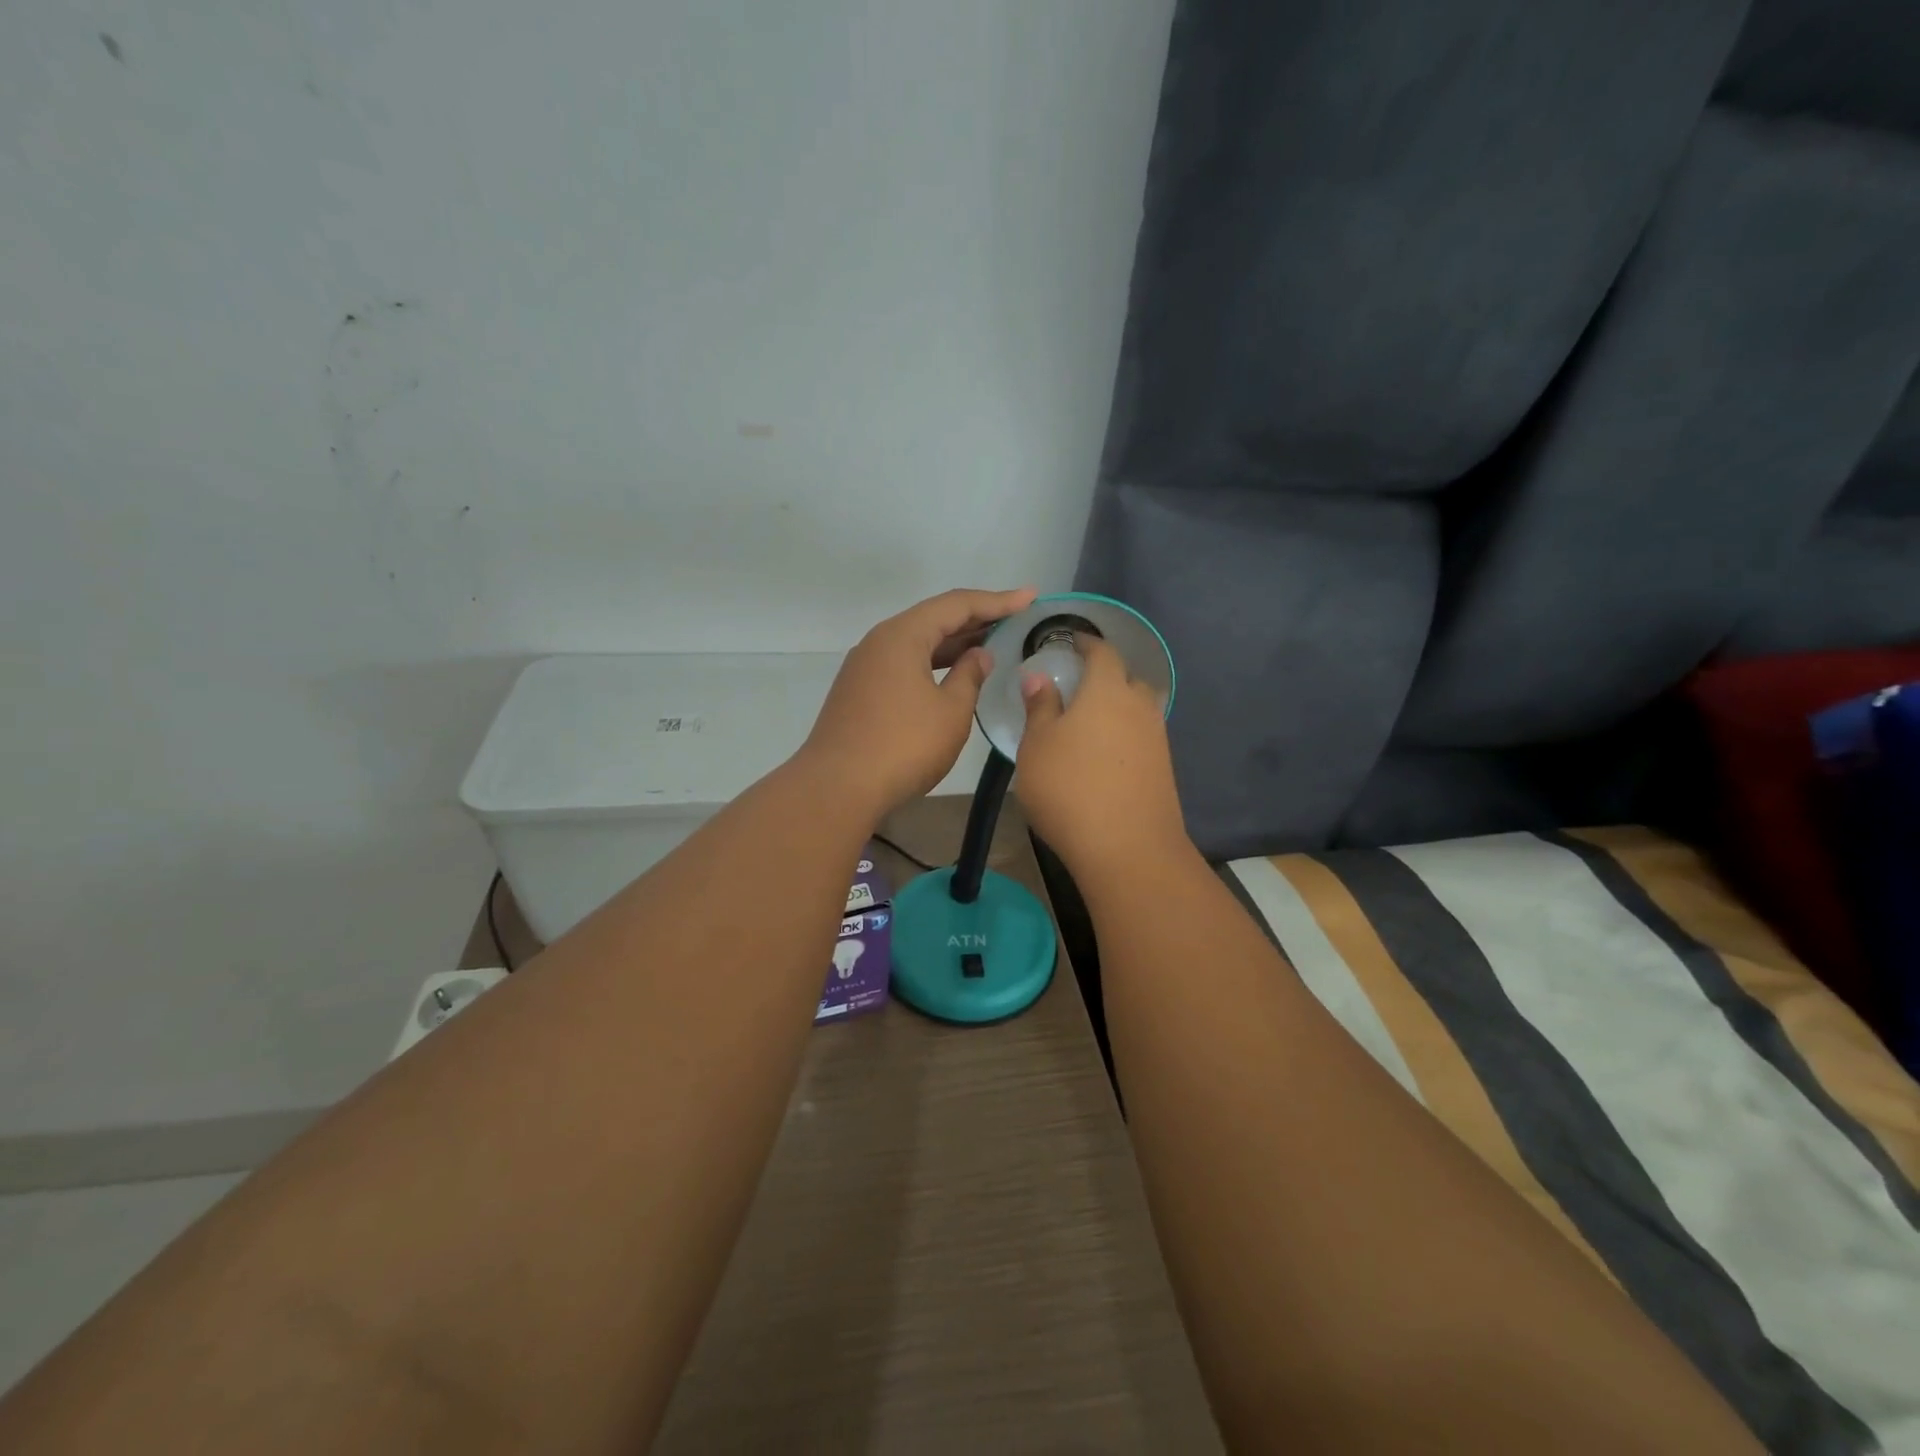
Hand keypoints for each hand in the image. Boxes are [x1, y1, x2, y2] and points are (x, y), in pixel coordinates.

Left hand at [800, 586, 1037, 820]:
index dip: (997, 601)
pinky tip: (952, 674)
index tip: (1030, 597)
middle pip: (933, 619)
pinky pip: (904, 664)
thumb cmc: (903, 746)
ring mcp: (865, 667)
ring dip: (953, 643)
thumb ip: (969, 676)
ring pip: (917, 643)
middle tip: (1015, 619)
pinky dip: (932, 663)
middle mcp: (879, 642)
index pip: (956, 605)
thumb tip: (978, 656)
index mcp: (902, 635)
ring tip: (991, 644)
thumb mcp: (950, 712)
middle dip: (976, 618)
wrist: (837, 788)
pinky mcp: (859, 692)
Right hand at [1014, 634, 1186, 872]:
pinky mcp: (1164, 768)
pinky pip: (1143, 736)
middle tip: (1080, 685)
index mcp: (1107, 690)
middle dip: (1106, 675)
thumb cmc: (1069, 788)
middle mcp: (1139, 706)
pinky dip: (1125, 735)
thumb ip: (1040, 707)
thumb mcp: (1037, 746)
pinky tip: (1106, 755)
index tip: (1072, 641)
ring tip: (1091, 722)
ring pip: (1138, 709)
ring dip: (1118, 707)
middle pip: (1127, 678)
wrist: (1127, 847)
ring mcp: (1157, 738)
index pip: (1102, 652)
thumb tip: (1039, 677)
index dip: (1087, 643)